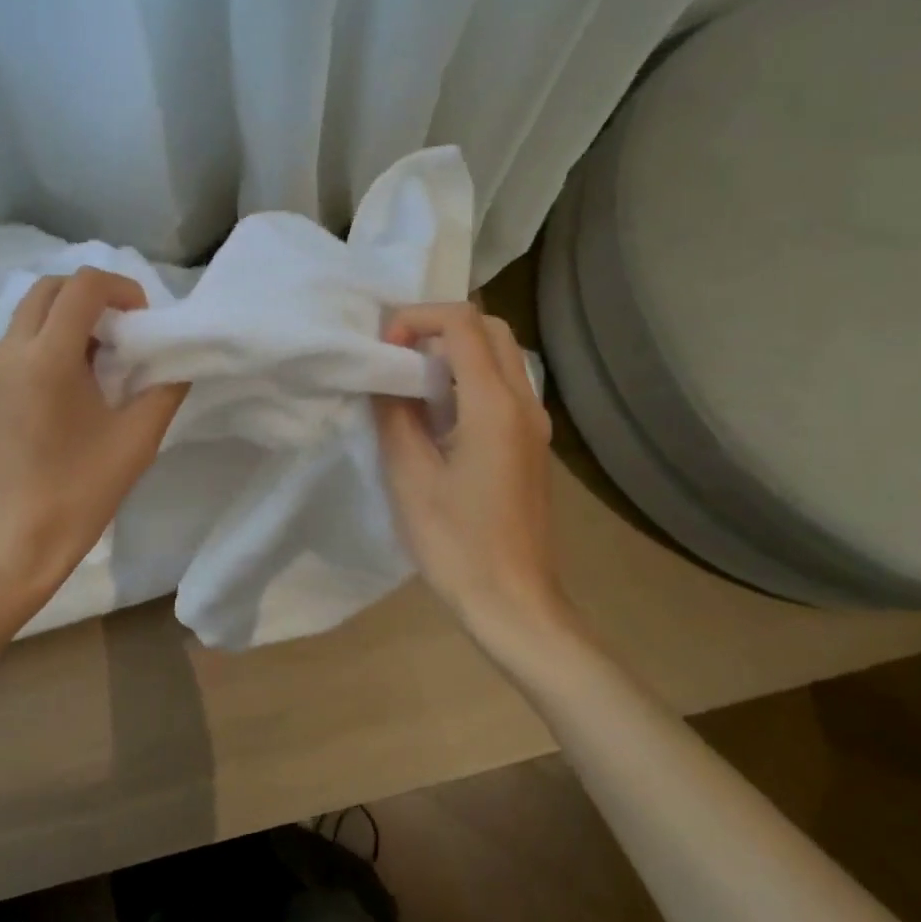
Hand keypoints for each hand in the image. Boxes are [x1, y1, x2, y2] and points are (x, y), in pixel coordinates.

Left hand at [0, 267, 187, 614]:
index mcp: (47, 357)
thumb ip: (165, 389)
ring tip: (101, 356)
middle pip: (50, 287)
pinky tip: (73, 382)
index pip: (83, 285)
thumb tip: (176, 361)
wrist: (10, 544)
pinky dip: (48, 338)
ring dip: (68, 315)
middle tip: (124, 330)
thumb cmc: (78, 494)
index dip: (122, 288)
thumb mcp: (137, 440)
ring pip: (29, 312)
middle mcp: (11, 351)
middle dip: (92, 294)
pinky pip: (17, 341)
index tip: (144, 320)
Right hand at [374, 304, 569, 648]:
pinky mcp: (532, 443)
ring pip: (502, 355)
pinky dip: (471, 376)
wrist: (514, 602)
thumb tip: (386, 378)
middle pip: (490, 328)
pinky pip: (505, 386)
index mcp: (494, 405)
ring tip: (412, 379)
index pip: (462, 322)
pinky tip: (438, 412)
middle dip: (440, 326)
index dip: (417, 319)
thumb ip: (394, 415)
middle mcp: (524, 402)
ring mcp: (535, 423)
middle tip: (398, 353)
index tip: (385, 349)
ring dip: (457, 350)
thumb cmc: (456, 543)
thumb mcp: (409, 476)